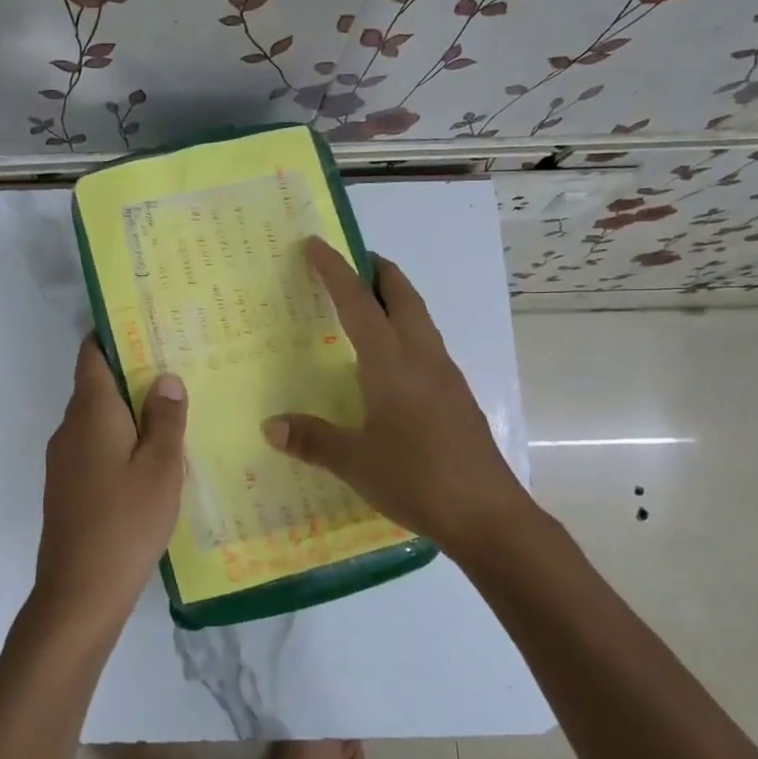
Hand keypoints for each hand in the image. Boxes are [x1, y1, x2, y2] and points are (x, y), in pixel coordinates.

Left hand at [32, 337, 187, 639]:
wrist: (79, 591)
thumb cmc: (126, 521)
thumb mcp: (160, 467)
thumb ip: (165, 418)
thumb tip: (164, 377)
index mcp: (91, 412)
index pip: (92, 354)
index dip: (113, 333)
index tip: (146, 323)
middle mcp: (69, 427)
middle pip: (95, 384)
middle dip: (130, 371)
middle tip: (175, 364)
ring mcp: (63, 458)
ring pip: (96, 418)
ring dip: (127, 408)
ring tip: (171, 407)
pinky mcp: (66, 485)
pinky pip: (94, 445)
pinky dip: (118, 438)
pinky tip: (149, 454)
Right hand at [263, 237, 547, 567]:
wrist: (488, 515)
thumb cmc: (416, 479)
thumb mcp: (355, 462)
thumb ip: (312, 439)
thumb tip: (270, 426)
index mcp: (392, 363)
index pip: (359, 303)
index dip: (335, 270)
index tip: (315, 244)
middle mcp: (422, 358)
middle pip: (402, 296)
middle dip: (377, 271)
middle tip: (351, 260)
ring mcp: (445, 375)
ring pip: (419, 318)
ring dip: (395, 298)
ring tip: (367, 301)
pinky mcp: (456, 395)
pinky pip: (427, 343)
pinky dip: (405, 328)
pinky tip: (390, 359)